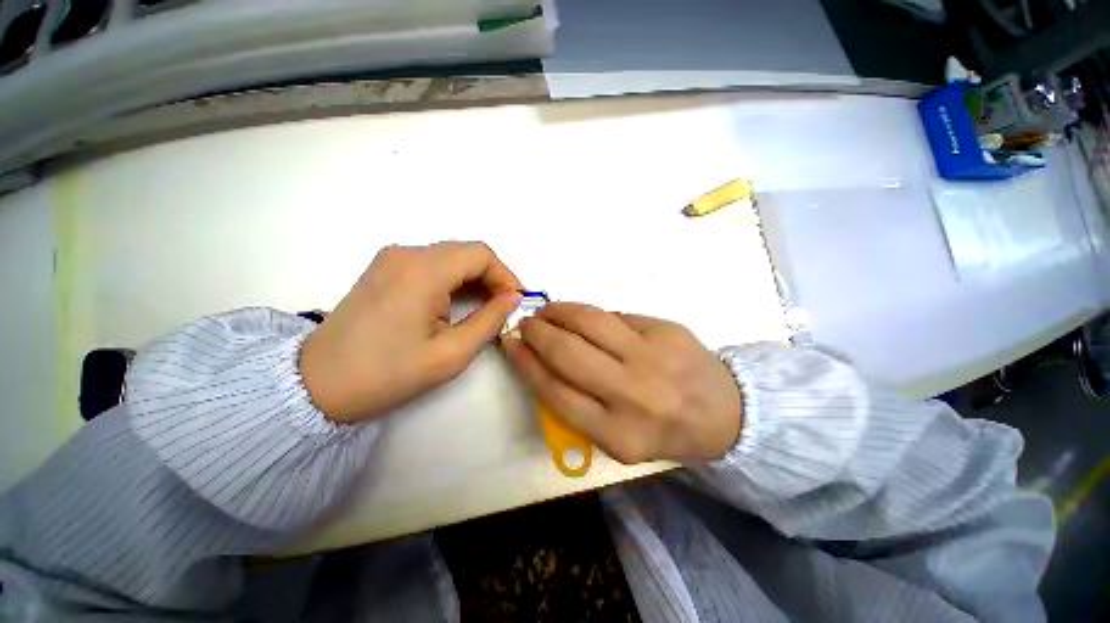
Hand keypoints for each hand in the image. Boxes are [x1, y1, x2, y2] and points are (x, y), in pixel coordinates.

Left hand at [300, 242, 521, 422]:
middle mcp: (406, 253)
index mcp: (423, 271)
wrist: (317, 384)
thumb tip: (512, 299)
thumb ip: (490, 320)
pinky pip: (431, 264)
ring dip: (473, 278)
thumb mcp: (451, 353)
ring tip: (485, 308)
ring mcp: (391, 259)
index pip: (481, 254)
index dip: (506, 275)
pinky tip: (456, 303)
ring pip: (450, 256)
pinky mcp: (384, 269)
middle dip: (492, 277)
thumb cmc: (388, 373)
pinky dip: (453, 279)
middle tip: (503, 307)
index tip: (514, 302)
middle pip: (466, 251)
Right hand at [503, 303, 742, 463]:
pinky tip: (581, 316)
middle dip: (537, 332)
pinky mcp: (666, 330)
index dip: (526, 363)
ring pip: (589, 322)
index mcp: (617, 434)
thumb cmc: (661, 429)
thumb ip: (577, 404)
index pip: (554, 391)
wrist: (723, 412)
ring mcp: (653, 357)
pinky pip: (615, 315)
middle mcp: (633, 394)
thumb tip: (542, 358)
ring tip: (546, 311)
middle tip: (525, 323)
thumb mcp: (616, 438)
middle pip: (567, 352)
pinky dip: (590, 314)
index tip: (511, 344)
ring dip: (559, 312)